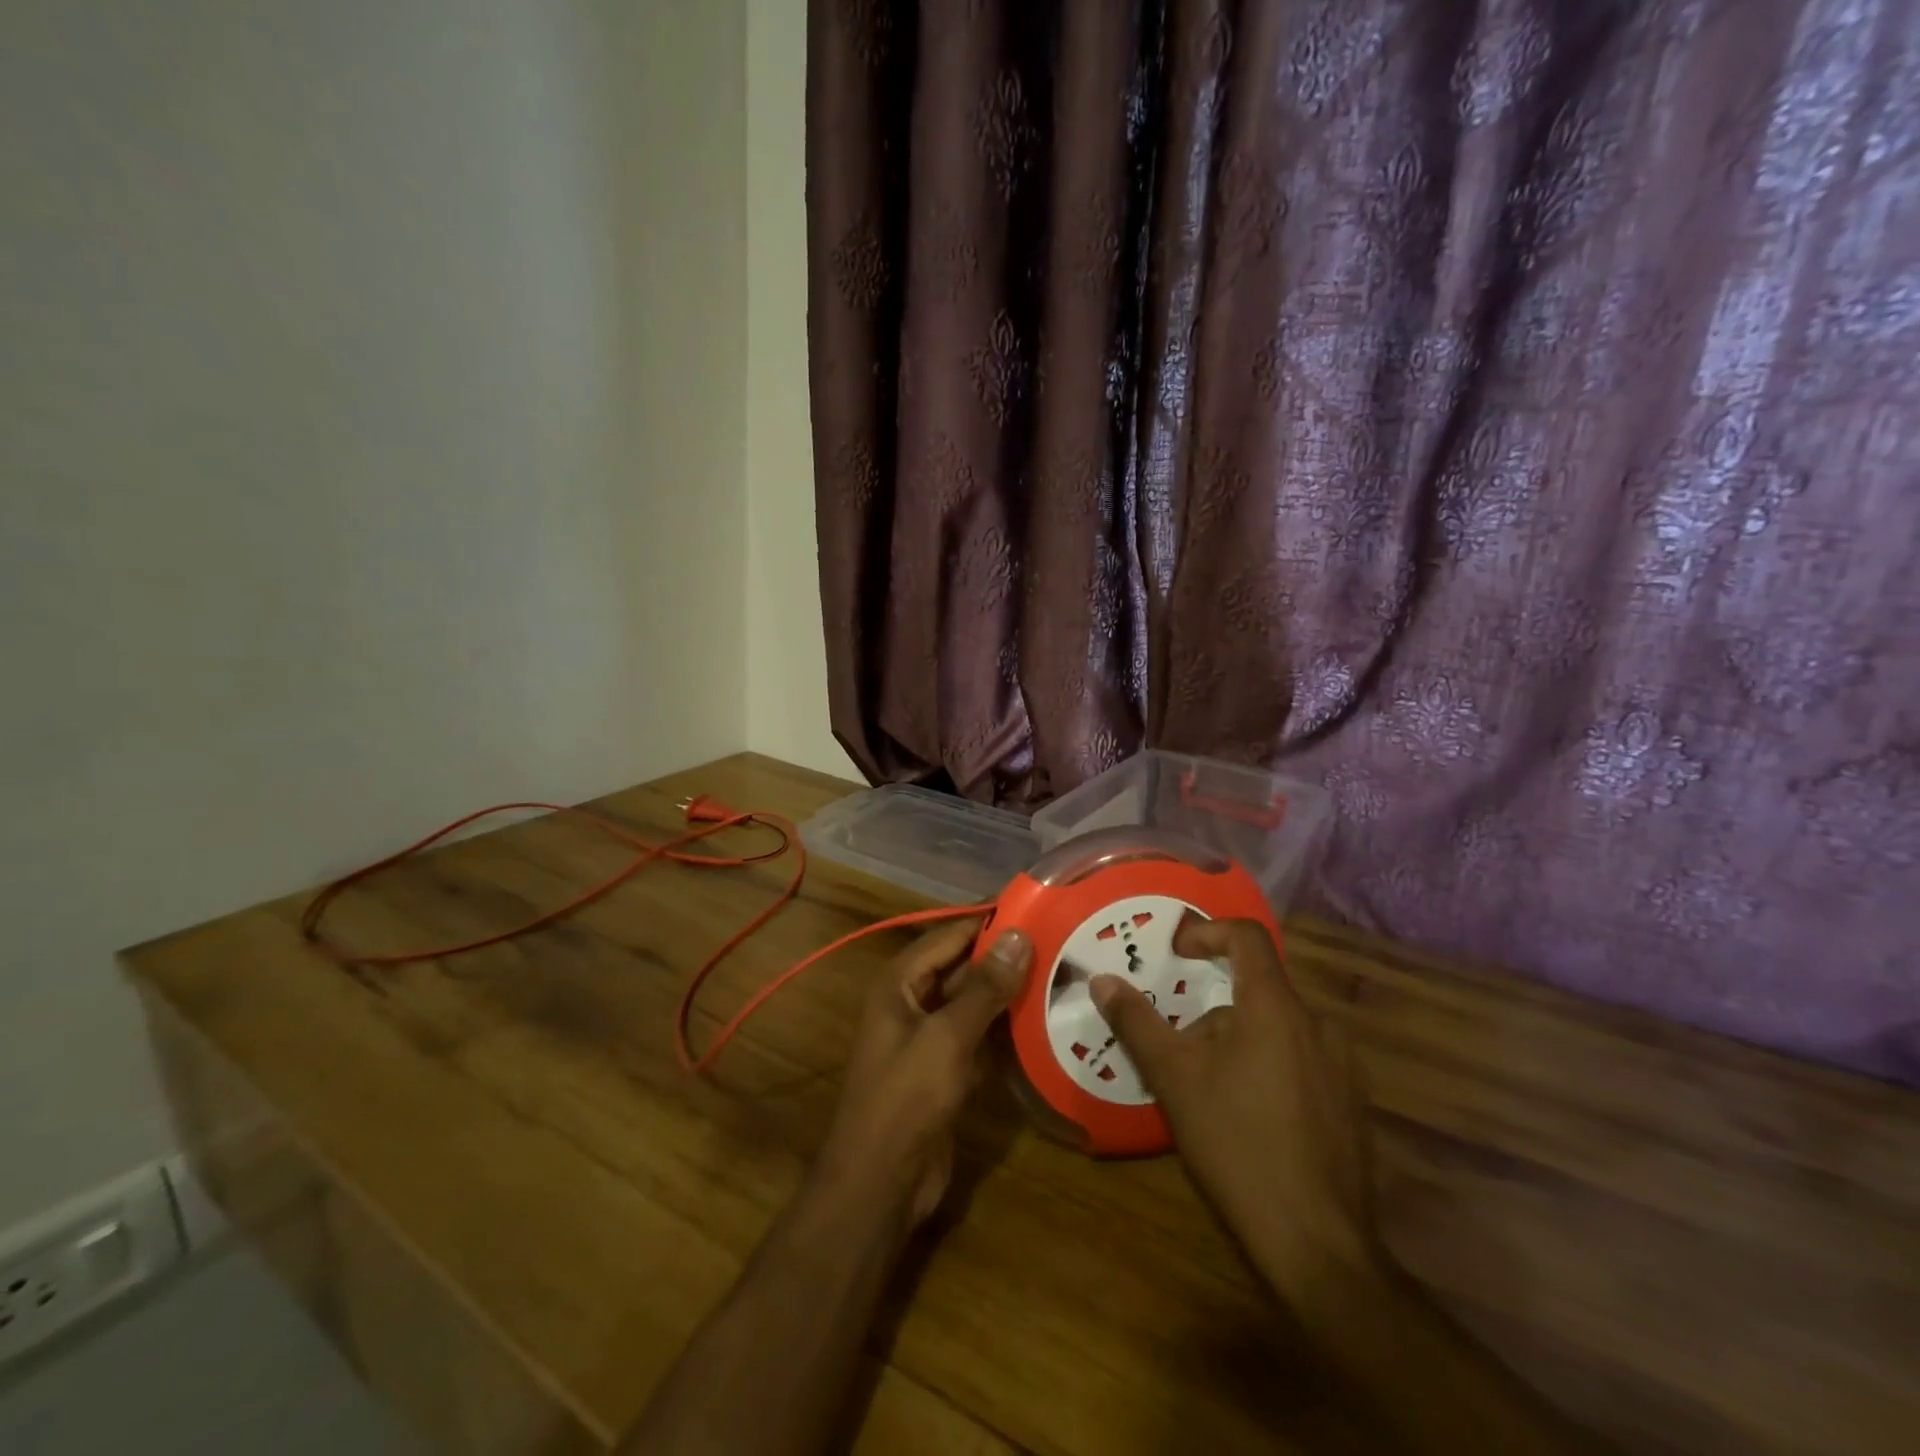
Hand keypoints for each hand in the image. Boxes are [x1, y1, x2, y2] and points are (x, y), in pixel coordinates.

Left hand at [814, 921, 1030, 1228]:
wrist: (881, 1183)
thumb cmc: (907, 1098)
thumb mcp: (948, 1036)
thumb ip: (985, 987)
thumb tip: (1019, 935)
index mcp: (899, 982)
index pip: (948, 934)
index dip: (987, 919)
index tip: (1035, 905)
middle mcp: (912, 1002)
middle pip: (962, 966)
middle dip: (1004, 956)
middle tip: (1058, 940)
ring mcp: (929, 1037)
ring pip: (973, 1002)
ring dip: (1008, 992)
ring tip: (1059, 973)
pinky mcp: (946, 1069)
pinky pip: (979, 1035)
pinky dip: (1005, 1028)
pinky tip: (1043, 1020)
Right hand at [1090, 916, 1375, 1298]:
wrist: (1318, 1244)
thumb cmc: (1237, 1144)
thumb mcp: (1174, 1078)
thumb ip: (1137, 1022)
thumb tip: (1102, 981)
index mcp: (1276, 1007)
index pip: (1247, 937)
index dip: (1208, 932)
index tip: (1176, 954)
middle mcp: (1318, 1024)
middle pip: (1257, 990)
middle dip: (1213, 1009)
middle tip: (1180, 1047)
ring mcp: (1343, 1066)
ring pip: (1279, 1029)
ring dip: (1240, 1041)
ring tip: (1209, 1088)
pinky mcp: (1353, 1104)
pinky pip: (1303, 1061)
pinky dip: (1270, 1067)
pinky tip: (1250, 1118)